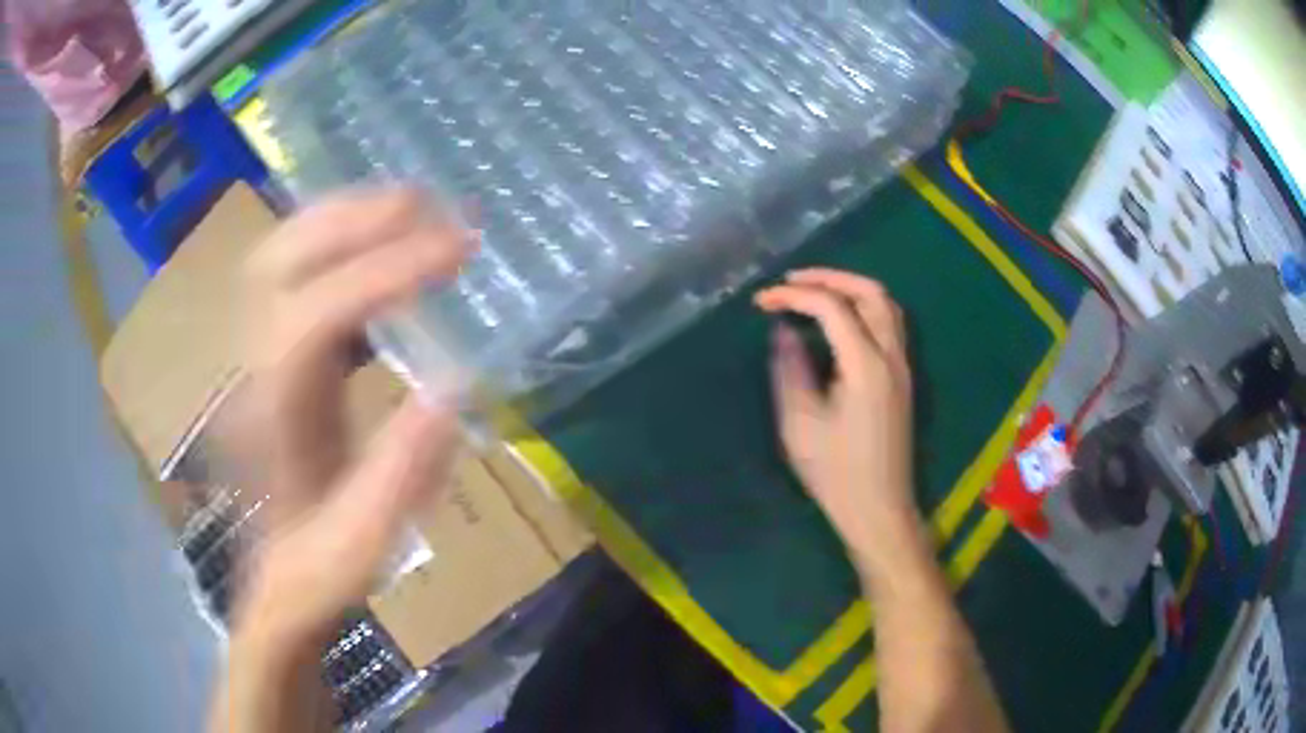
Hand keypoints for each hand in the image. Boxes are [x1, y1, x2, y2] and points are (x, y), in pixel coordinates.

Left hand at [231, 188, 472, 645]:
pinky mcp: (260, 353)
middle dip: (355, 217)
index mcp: (272, 416)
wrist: (273, 583)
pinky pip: (288, 271)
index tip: (459, 248)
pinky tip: (374, 245)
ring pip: (276, 253)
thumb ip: (403, 470)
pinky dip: (333, 240)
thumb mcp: (365, 543)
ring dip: (342, 217)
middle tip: (429, 204)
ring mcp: (247, 354)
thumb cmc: (317, 569)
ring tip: (409, 208)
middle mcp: (247, 368)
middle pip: (279, 259)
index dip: (385, 270)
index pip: (316, 312)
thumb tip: (457, 382)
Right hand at [755, 269, 918, 566]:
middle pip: (870, 292)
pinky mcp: (903, 379)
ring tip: (814, 292)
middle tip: (792, 281)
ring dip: (851, 289)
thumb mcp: (800, 423)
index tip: (762, 301)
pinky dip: (864, 308)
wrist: (879, 509)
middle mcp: (891, 356)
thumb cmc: (836, 473)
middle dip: (830, 277)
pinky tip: (840, 321)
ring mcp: (902, 366)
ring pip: (886, 305)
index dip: (795, 296)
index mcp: (865, 365)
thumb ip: (791, 368)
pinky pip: (889, 324)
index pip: (832, 307)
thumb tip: (785, 331)